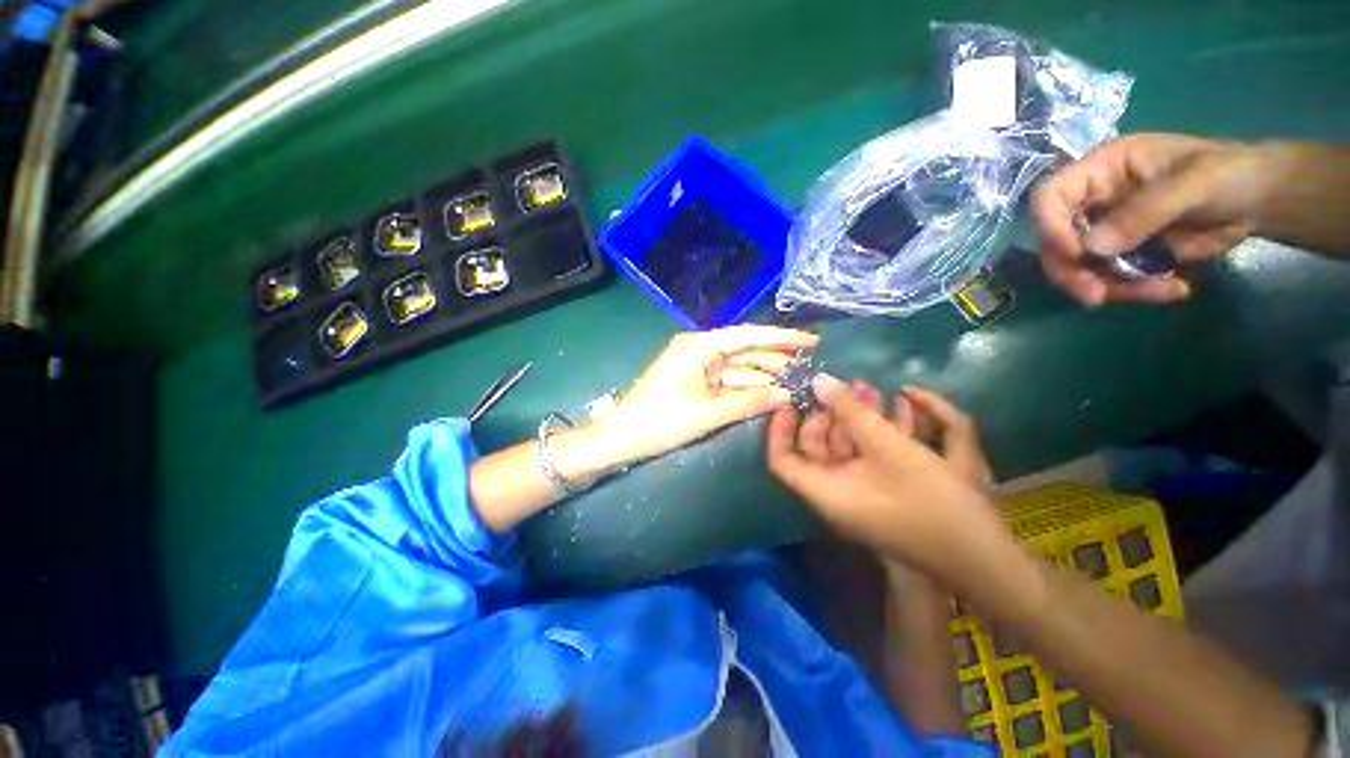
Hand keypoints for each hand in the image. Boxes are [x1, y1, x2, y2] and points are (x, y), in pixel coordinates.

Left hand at [597, 325, 818, 465]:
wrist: (620, 439)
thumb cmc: (659, 422)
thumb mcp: (707, 413)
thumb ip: (749, 402)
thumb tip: (787, 395)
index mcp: (698, 346)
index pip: (748, 336)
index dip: (782, 338)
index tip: (812, 340)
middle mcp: (699, 349)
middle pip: (745, 350)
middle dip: (775, 360)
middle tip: (809, 368)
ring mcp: (696, 365)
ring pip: (737, 367)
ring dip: (763, 375)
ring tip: (795, 383)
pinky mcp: (694, 381)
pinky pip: (726, 380)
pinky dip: (745, 387)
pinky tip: (768, 393)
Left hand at [791, 381, 991, 486]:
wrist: (988, 563)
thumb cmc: (934, 503)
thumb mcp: (890, 449)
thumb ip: (851, 412)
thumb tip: (819, 382)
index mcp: (825, 491)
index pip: (781, 459)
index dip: (780, 429)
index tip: (792, 400)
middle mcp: (836, 495)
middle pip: (815, 448)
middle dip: (830, 413)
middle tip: (850, 387)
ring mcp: (860, 495)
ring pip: (845, 449)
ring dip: (857, 419)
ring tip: (876, 389)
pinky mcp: (883, 494)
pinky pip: (868, 458)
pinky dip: (877, 435)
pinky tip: (901, 409)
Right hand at [1033, 133, 1282, 305]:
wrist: (1261, 200)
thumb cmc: (1229, 174)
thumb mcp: (1193, 184)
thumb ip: (1144, 212)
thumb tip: (1091, 249)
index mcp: (1101, 171)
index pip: (1049, 196)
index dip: (1049, 225)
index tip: (1076, 254)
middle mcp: (1093, 202)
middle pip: (1055, 242)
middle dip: (1073, 272)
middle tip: (1096, 296)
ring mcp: (1105, 231)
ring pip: (1080, 268)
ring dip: (1109, 287)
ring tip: (1159, 292)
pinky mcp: (1122, 255)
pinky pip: (1110, 280)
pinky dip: (1137, 291)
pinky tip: (1174, 289)